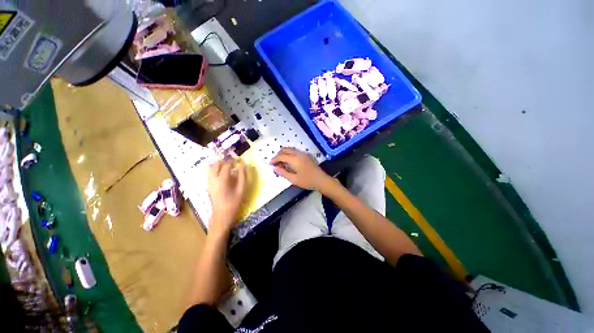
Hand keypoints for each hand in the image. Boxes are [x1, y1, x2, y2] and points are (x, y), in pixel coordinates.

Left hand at [207, 158, 245, 233]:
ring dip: (219, 164)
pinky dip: (216, 169)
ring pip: (211, 168)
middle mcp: (213, 179)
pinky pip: (210, 173)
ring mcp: (209, 182)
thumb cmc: (233, 202)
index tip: (238, 160)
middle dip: (224, 161)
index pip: (226, 165)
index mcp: (222, 180)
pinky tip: (223, 172)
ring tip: (228, 166)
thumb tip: (242, 165)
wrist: (221, 214)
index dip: (232, 161)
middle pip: (216, 164)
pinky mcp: (208, 185)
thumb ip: (242, 176)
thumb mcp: (241, 189)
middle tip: (233, 162)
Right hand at [271, 147, 333, 191]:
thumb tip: (275, 168)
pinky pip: (295, 152)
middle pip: (285, 150)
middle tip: (275, 163)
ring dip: (284, 154)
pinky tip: (289, 162)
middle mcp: (298, 153)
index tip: (270, 164)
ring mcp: (303, 154)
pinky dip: (290, 155)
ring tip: (281, 163)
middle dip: (278, 155)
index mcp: (295, 159)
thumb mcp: (294, 179)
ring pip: (290, 150)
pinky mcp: (307, 155)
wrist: (321, 180)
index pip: (281, 156)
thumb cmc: (307, 181)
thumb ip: (283, 173)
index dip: (274, 159)